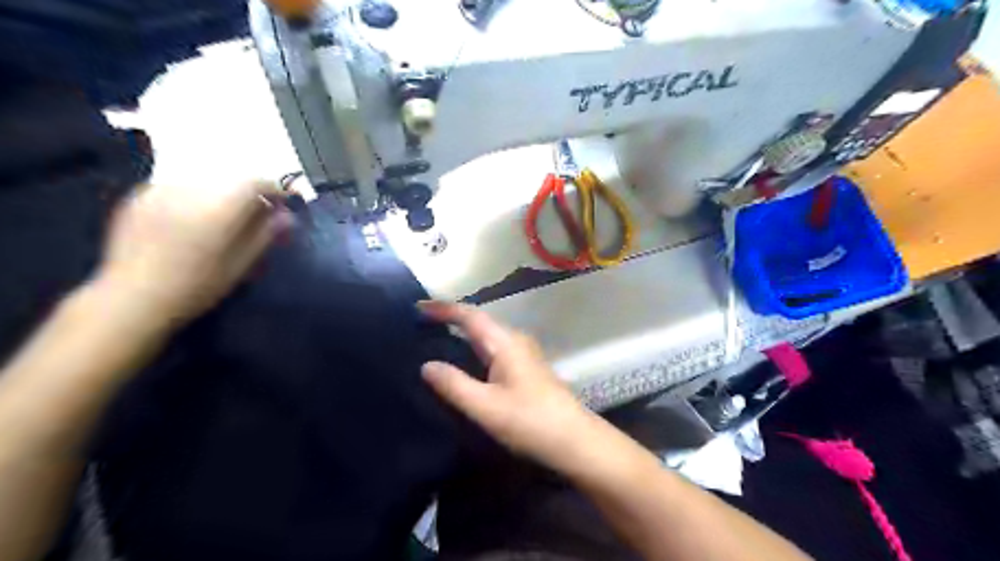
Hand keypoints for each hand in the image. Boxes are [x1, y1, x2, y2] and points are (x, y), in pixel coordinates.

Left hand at [92, 181, 293, 326]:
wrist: (131, 298)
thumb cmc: (196, 287)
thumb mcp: (240, 265)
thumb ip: (264, 235)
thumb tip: (286, 216)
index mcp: (218, 208)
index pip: (255, 182)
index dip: (274, 189)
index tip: (283, 204)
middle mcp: (189, 190)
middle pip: (230, 179)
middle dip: (248, 194)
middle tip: (257, 216)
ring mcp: (159, 190)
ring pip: (204, 182)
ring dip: (221, 195)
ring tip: (224, 219)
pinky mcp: (139, 196)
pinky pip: (179, 187)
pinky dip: (195, 198)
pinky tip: (193, 221)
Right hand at [419, 303, 596, 468]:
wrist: (575, 441)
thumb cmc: (530, 421)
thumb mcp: (485, 406)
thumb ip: (454, 385)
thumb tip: (426, 365)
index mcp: (505, 342)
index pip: (469, 315)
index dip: (443, 309)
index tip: (417, 307)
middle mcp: (516, 340)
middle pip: (479, 321)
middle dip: (451, 318)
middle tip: (421, 324)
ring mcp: (524, 354)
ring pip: (488, 335)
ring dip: (464, 333)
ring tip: (436, 339)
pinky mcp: (527, 369)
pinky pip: (495, 348)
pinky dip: (475, 348)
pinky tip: (465, 362)